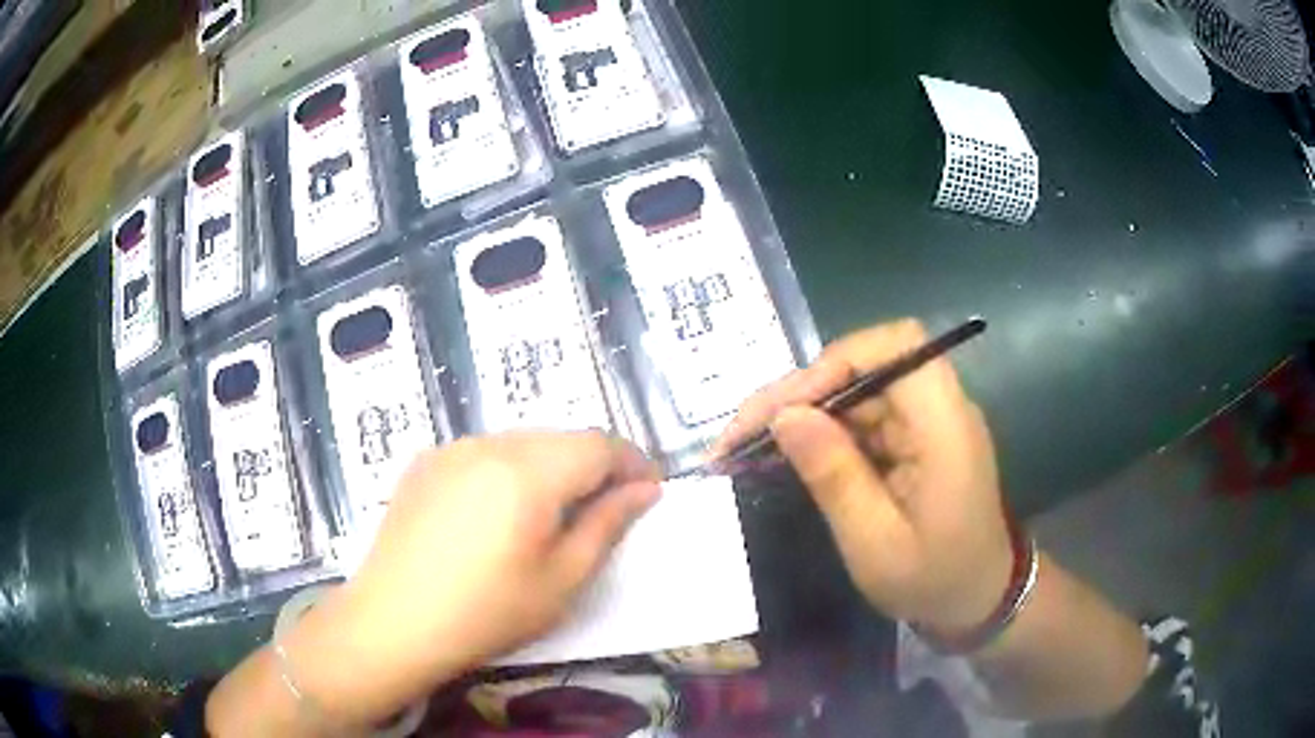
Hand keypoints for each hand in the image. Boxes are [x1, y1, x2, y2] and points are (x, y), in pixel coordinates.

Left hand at [281, 432, 661, 726]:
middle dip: (592, 466)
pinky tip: (497, 514)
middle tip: (604, 510)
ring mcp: (451, 449)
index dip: (631, 462)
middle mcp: (489, 444)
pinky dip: (508, 471)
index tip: (648, 491)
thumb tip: (644, 490)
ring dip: (550, 467)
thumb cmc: (487, 613)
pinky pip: (483, 452)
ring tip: (550, 515)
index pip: (599, 444)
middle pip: (560, 438)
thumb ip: (608, 526)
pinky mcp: (425, 462)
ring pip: (521, 442)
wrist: (393, 622)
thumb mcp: (562, 580)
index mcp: (529, 471)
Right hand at [713, 320, 1012, 635]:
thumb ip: (834, 476)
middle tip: (741, 432)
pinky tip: (787, 453)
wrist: (976, 600)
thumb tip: (784, 415)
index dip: (837, 360)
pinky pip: (863, 416)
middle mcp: (939, 409)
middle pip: (866, 365)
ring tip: (748, 444)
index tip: (787, 406)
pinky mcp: (914, 438)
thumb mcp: (875, 543)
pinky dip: (822, 430)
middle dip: (800, 391)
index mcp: (944, 427)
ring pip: (857, 389)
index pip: (897, 347)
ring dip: (803, 411)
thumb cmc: (932, 581)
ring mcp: (926, 421)